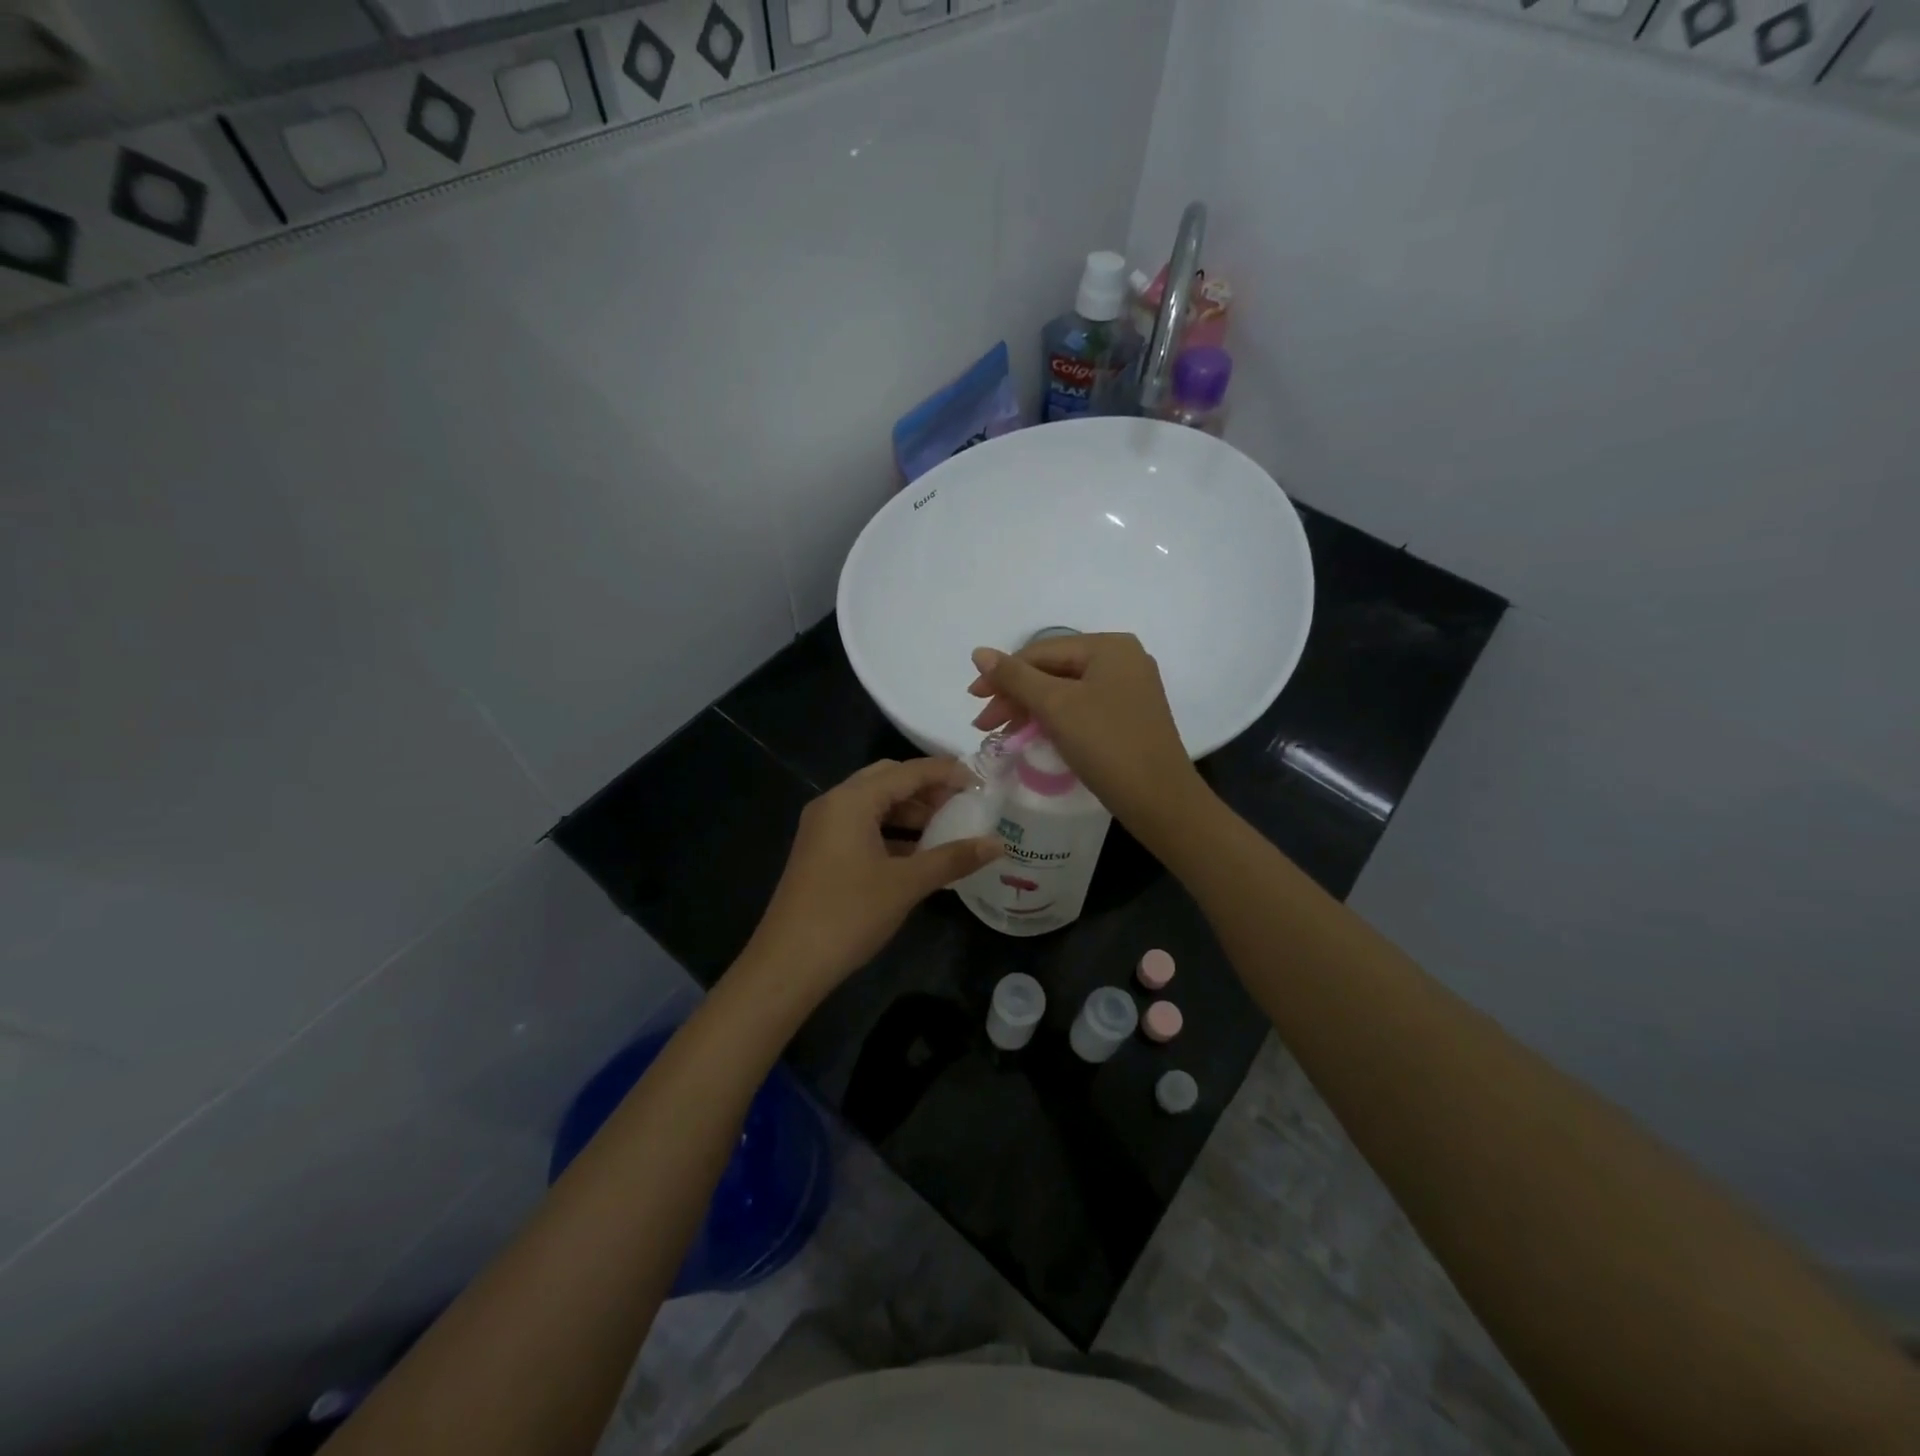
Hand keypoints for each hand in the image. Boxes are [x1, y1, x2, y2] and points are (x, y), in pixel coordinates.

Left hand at [738, 758, 1002, 1009]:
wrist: (788, 964)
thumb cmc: (849, 914)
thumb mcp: (907, 884)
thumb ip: (953, 858)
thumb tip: (997, 844)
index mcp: (852, 800)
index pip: (908, 771)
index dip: (947, 773)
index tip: (982, 783)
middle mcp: (834, 803)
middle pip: (888, 780)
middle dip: (928, 788)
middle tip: (964, 804)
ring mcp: (823, 828)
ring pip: (875, 804)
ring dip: (910, 811)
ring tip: (948, 829)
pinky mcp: (821, 851)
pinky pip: (863, 826)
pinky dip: (892, 832)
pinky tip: (918, 853)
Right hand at [967, 633, 1204, 830]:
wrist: (1159, 800)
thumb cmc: (1106, 744)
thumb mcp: (1055, 706)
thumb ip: (1015, 677)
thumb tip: (979, 652)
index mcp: (1109, 646)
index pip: (1041, 651)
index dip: (1002, 674)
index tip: (972, 699)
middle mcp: (1123, 659)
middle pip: (1053, 670)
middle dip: (1015, 695)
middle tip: (985, 724)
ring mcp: (1129, 689)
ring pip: (1065, 691)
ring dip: (1030, 710)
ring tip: (1003, 734)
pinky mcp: (1129, 716)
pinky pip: (1081, 708)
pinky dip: (1053, 720)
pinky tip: (1033, 737)